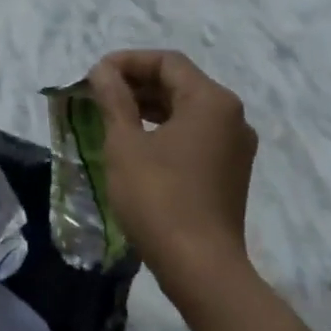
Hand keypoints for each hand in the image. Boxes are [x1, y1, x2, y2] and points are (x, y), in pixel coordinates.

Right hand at [87, 50, 257, 289]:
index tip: (95, 75)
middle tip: (99, 93)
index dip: (128, 61)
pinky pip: (195, 134)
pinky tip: (137, 142)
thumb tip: (103, 70)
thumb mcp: (125, 144)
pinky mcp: (230, 171)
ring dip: (149, 106)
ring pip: (187, 109)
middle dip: (137, 83)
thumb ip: (114, 99)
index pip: (167, 62)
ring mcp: (235, 146)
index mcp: (211, 101)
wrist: (201, 269)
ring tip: (111, 114)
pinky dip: (165, 129)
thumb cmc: (159, 198)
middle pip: (180, 82)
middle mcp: (231, 116)